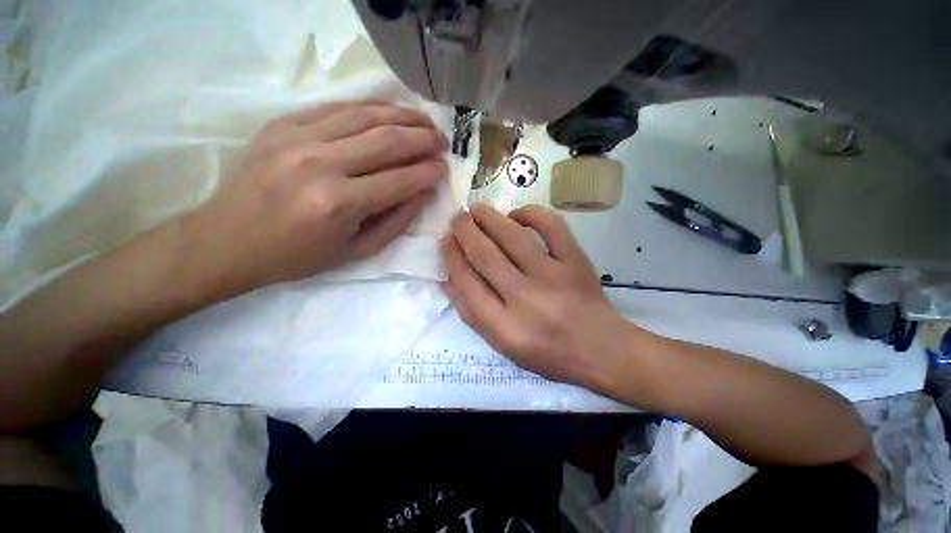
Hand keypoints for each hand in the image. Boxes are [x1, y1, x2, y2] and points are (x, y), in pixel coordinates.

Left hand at [181, 101, 448, 299]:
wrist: (225, 242)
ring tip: (424, 122)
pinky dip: (369, 107)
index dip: (429, 173)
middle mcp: (320, 163)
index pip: (400, 179)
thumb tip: (423, 193)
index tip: (445, 169)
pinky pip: (336, 108)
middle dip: (423, 139)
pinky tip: (389, 112)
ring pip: (365, 115)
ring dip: (402, 116)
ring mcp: (297, 138)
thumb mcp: (356, 252)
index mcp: (339, 203)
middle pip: (387, 140)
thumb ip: (396, 222)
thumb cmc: (296, 256)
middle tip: (442, 141)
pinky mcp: (281, 124)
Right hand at [440, 204, 634, 387]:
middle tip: (457, 218)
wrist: (599, 349)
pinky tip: (517, 216)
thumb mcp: (502, 345)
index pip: (467, 283)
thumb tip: (447, 280)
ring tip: (477, 209)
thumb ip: (471, 315)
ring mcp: (553, 277)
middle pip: (485, 255)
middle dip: (464, 231)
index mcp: (504, 328)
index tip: (444, 239)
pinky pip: (551, 226)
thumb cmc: (547, 352)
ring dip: (489, 217)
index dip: (451, 256)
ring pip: (512, 236)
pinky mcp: (576, 261)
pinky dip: (531, 213)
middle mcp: (525, 300)